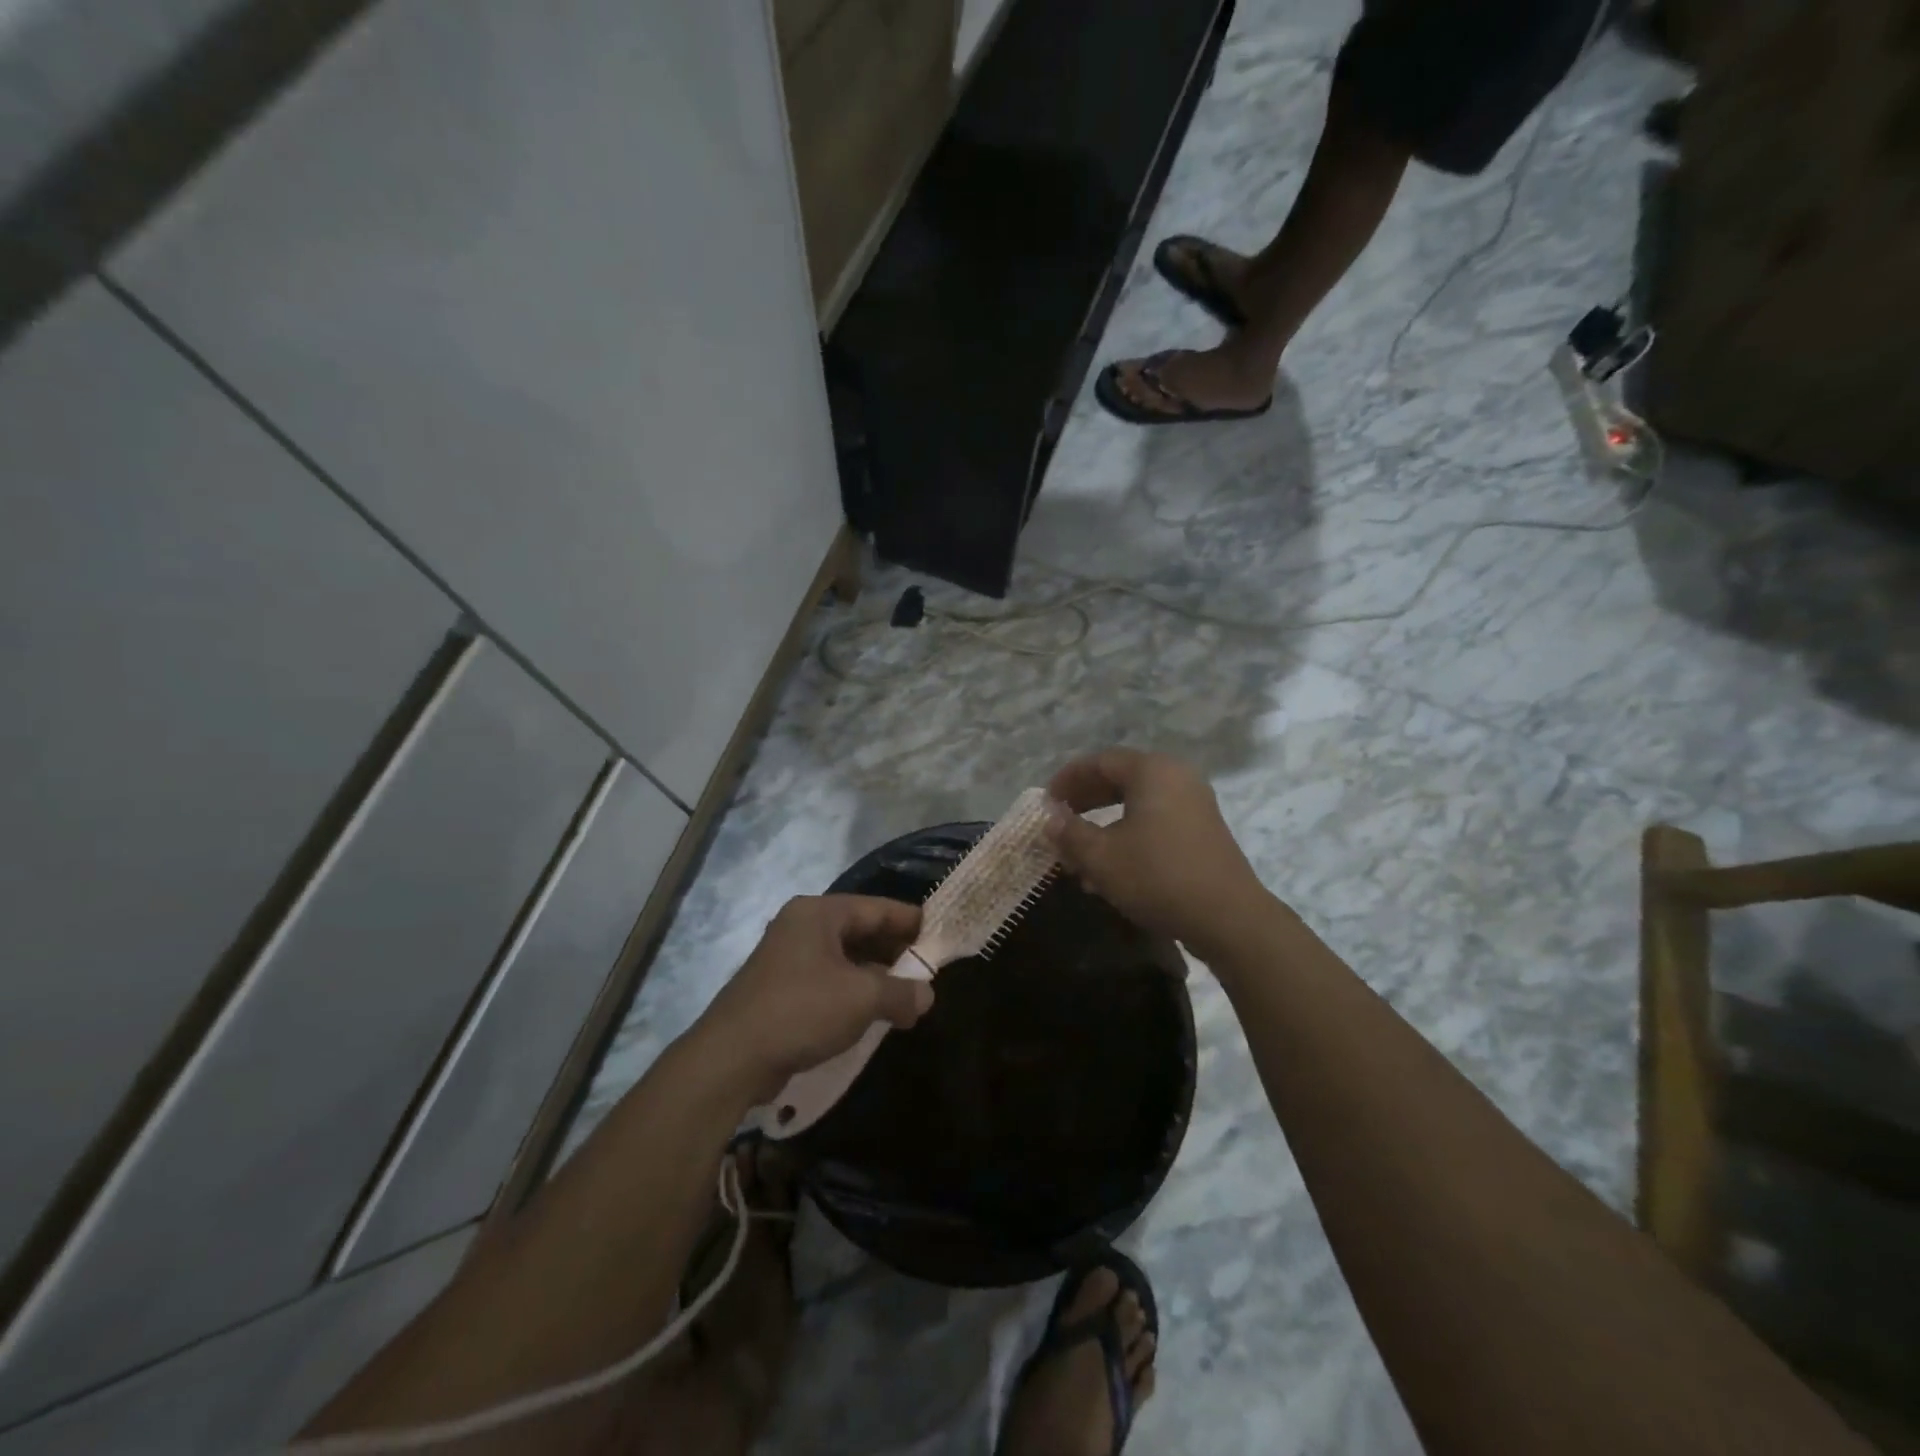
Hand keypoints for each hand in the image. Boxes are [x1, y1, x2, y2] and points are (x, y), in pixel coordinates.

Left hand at [697, 895, 933, 1100]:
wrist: (731, 1059)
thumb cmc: (802, 1011)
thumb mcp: (862, 998)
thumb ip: (900, 992)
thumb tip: (926, 996)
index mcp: (819, 913)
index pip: (876, 908)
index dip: (910, 921)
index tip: (940, 934)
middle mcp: (802, 927)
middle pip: (860, 931)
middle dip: (895, 952)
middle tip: (928, 971)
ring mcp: (788, 958)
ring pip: (845, 959)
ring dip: (876, 976)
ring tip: (907, 996)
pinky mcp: (781, 989)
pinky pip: (828, 981)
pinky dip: (853, 993)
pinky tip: (874, 1013)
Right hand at [1045, 749, 1269, 960]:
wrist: (1228, 918)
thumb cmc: (1158, 877)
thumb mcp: (1101, 856)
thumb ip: (1070, 832)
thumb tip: (1050, 817)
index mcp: (1152, 771)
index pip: (1100, 761)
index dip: (1067, 779)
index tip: (1046, 802)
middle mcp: (1176, 777)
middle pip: (1120, 778)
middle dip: (1085, 800)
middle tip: (1059, 821)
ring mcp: (1194, 804)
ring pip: (1137, 804)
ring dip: (1104, 823)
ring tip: (1079, 853)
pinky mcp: (1202, 831)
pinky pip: (1156, 820)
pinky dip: (1128, 834)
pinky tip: (1111, 869)